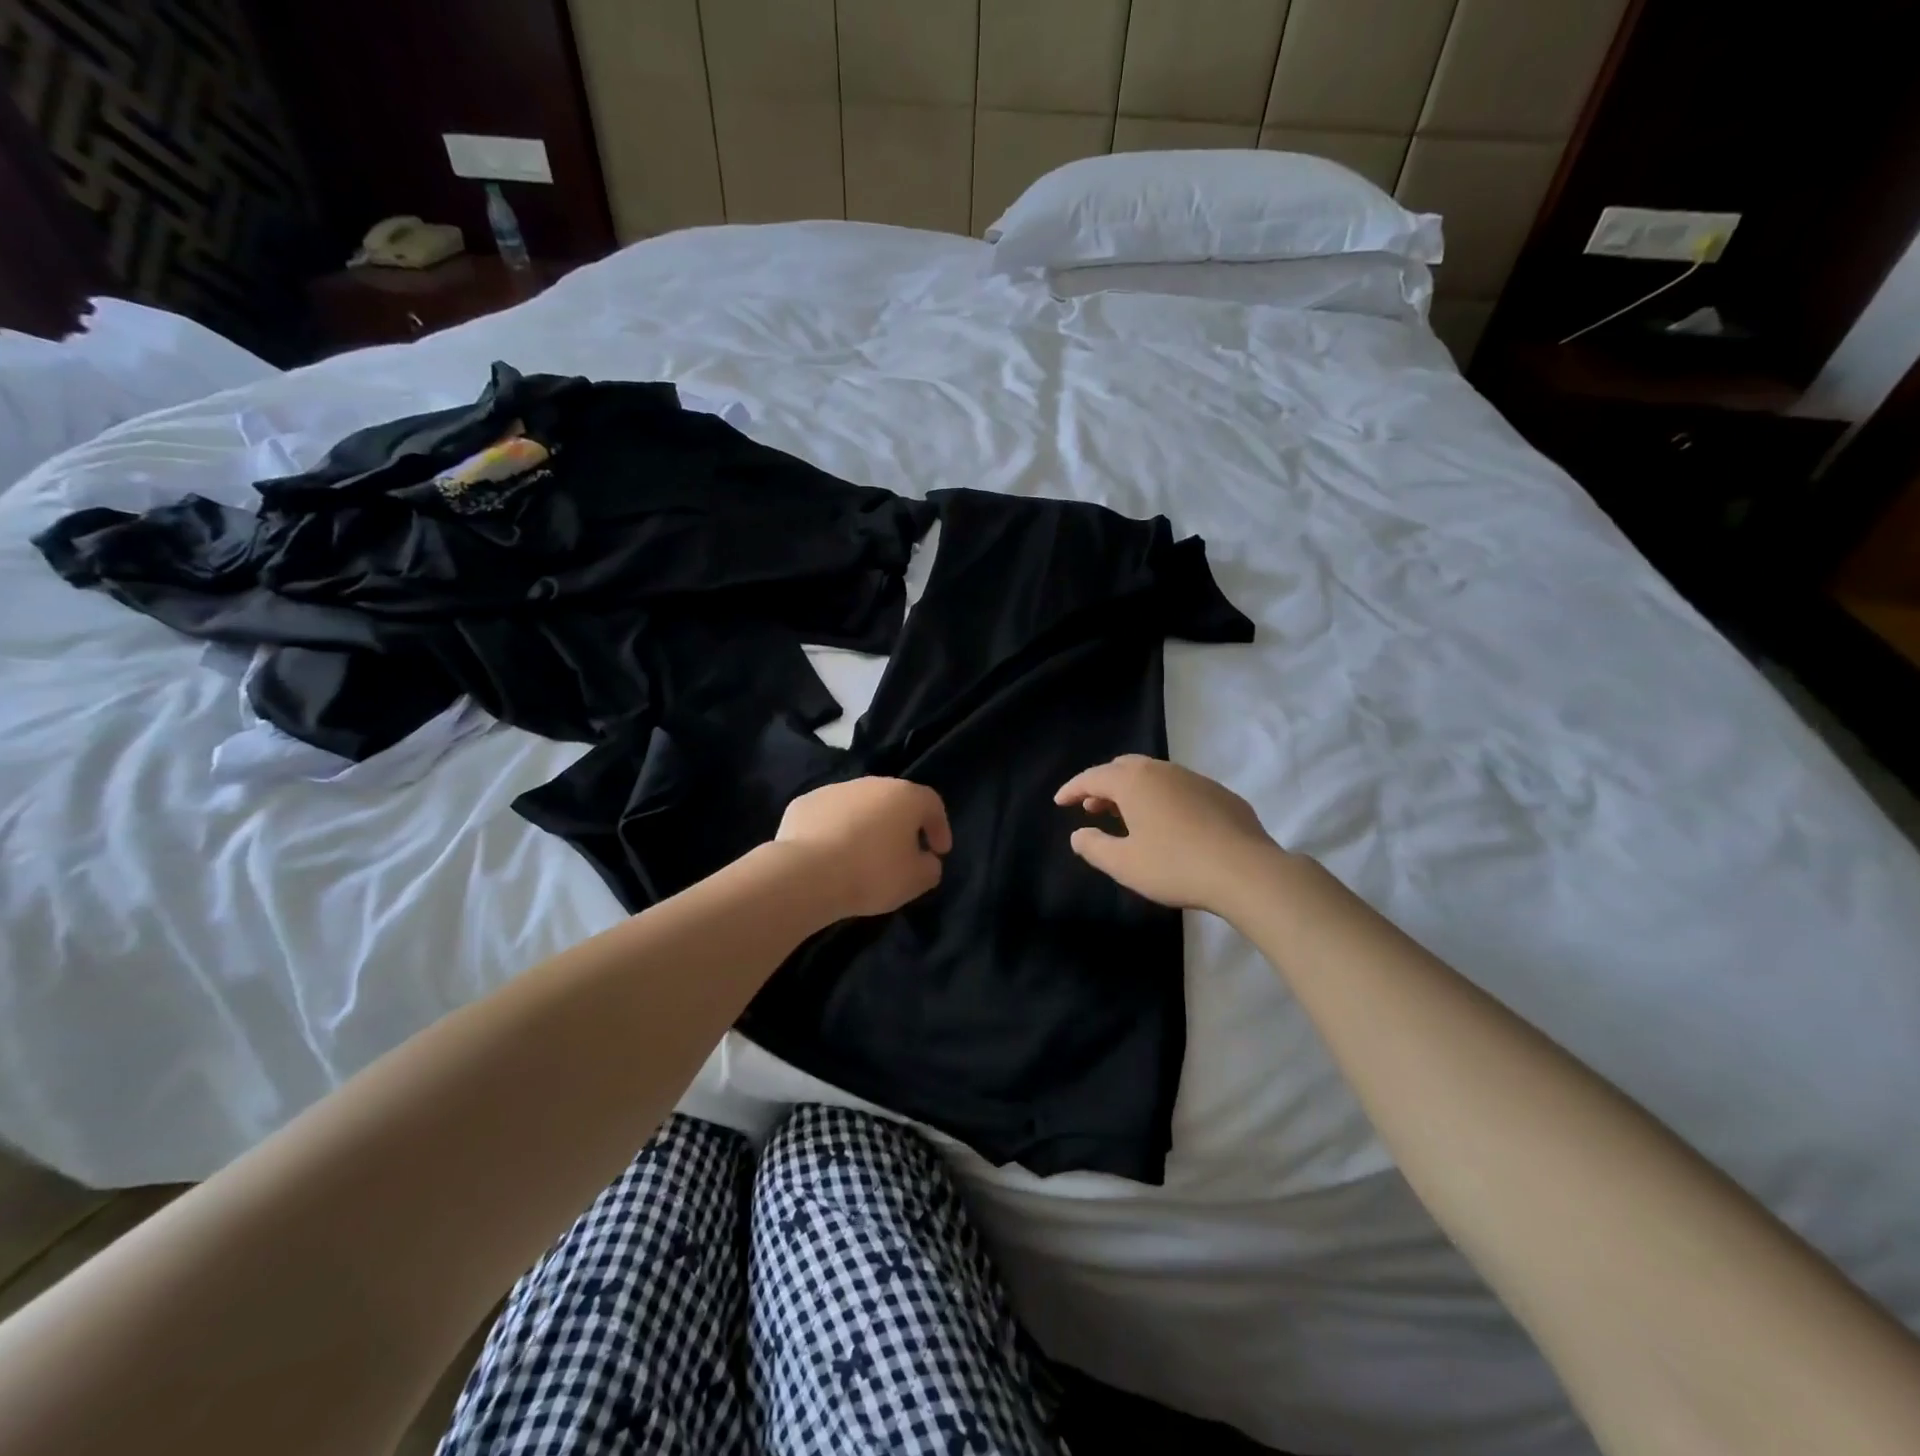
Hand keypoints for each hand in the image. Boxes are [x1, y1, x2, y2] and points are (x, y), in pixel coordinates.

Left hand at [775, 777, 950, 920]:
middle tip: (902, 852)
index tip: (938, 852)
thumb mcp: (915, 880)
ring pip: (859, 806)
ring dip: (866, 825)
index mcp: (904, 796)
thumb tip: (926, 860)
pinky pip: (829, 816)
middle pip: (894, 800)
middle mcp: (870, 784)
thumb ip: (930, 867)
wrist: (806, 874)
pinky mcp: (804, 803)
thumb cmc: (871, 873)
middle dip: (901, 824)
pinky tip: (830, 855)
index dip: (940, 827)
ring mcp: (834, 790)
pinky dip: (835, 830)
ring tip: (862, 855)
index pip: (932, 804)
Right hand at [1055, 755, 1277, 912]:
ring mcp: (1194, 778)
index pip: (1092, 777)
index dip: (1072, 789)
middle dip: (1103, 785)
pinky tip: (1170, 824)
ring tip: (1128, 816)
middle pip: (1123, 768)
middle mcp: (1162, 770)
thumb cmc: (1175, 866)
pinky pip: (1180, 787)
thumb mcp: (1124, 864)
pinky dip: (1163, 798)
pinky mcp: (1220, 793)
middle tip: (1093, 808)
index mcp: (1133, 782)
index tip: (1060, 802)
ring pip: (1154, 775)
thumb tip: (1078, 834)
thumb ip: (1094, 846)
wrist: (1246, 871)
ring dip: (1134, 790)